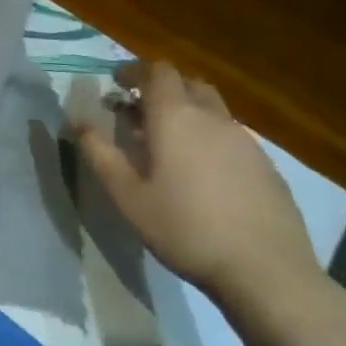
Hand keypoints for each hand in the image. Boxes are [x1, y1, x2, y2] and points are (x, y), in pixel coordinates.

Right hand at [73, 60, 318, 306]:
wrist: (268, 274)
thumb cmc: (185, 228)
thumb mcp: (126, 194)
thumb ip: (99, 153)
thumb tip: (76, 122)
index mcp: (175, 117)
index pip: (158, 71)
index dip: (135, 71)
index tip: (117, 85)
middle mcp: (213, 119)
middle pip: (189, 84)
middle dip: (163, 89)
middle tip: (140, 112)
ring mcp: (247, 143)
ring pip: (214, 110)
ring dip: (189, 114)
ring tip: (169, 145)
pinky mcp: (268, 168)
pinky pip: (233, 138)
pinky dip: (211, 139)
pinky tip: (203, 174)